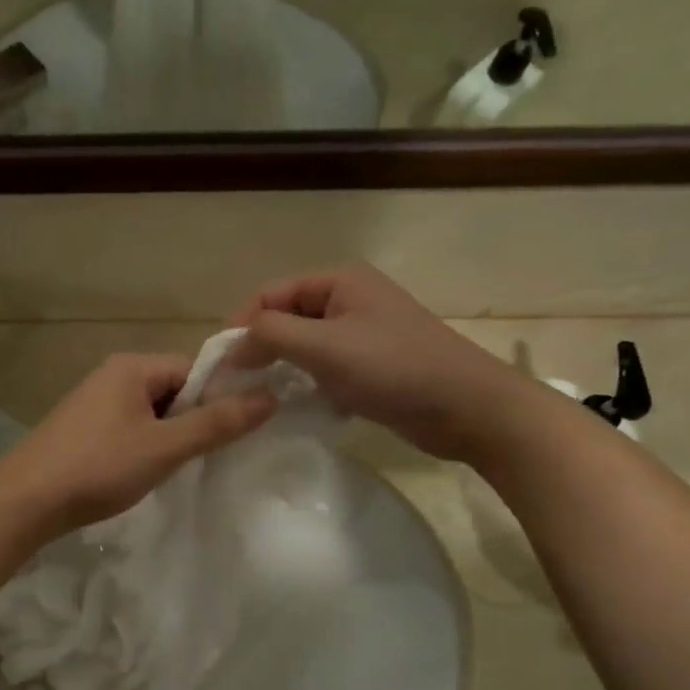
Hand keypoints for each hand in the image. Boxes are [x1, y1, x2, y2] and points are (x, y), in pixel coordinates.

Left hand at [0, 352, 275, 532]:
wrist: (26, 500)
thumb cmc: (99, 467)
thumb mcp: (165, 447)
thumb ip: (217, 424)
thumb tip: (270, 396)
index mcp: (132, 367)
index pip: (194, 370)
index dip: (217, 400)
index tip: (229, 435)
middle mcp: (111, 374)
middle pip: (172, 390)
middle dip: (190, 421)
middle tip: (199, 458)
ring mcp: (92, 401)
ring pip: (149, 413)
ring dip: (166, 438)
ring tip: (169, 470)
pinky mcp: (81, 428)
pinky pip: (126, 428)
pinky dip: (140, 447)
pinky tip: (138, 474)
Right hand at [230, 265, 545, 463]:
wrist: (468, 409)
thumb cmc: (393, 368)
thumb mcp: (323, 346)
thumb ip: (270, 335)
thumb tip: (233, 346)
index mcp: (339, 281)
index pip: (270, 294)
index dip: (241, 325)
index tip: (221, 364)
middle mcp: (349, 299)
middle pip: (286, 318)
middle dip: (260, 348)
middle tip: (236, 384)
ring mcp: (363, 333)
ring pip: (304, 345)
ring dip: (282, 368)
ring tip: (263, 396)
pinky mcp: (372, 364)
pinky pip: (325, 367)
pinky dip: (308, 383)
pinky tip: (301, 405)